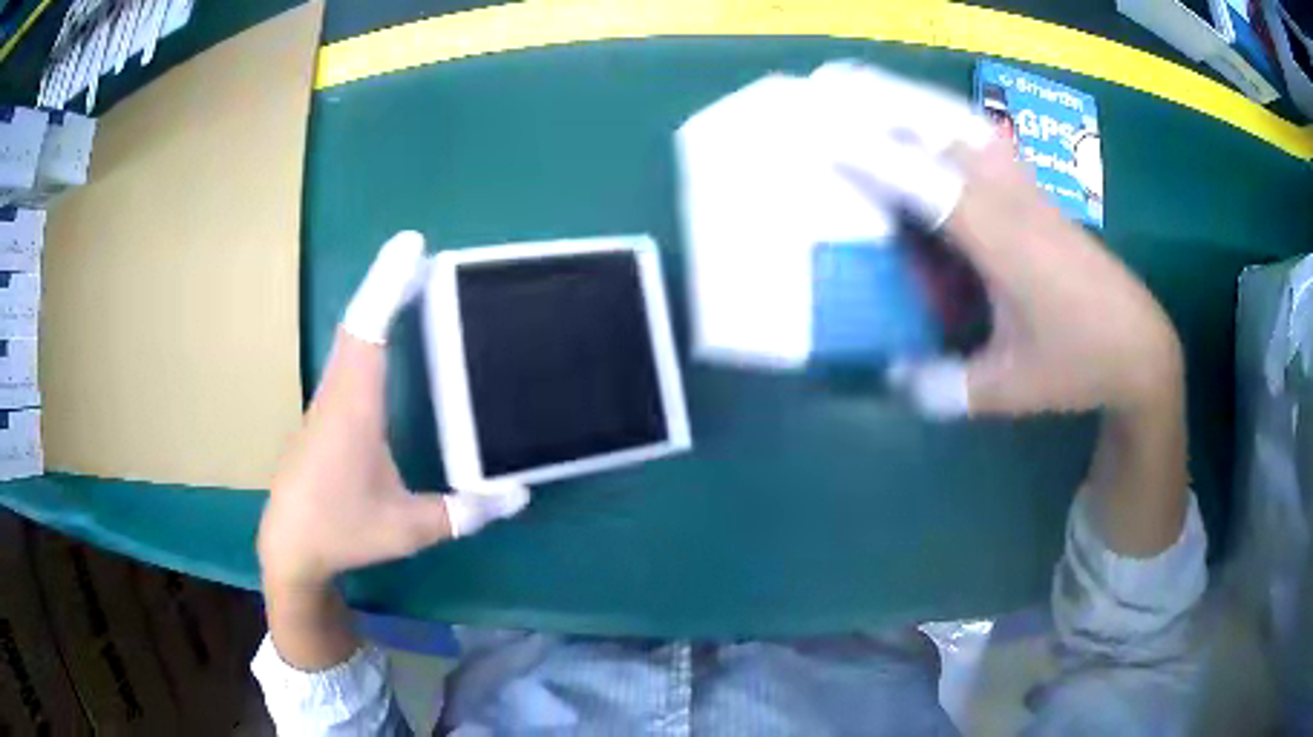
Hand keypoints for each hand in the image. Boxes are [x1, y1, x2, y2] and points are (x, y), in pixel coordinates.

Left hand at [258, 231, 529, 588]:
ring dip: (377, 305)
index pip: (369, 330)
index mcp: (355, 406)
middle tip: (424, 257)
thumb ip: (464, 511)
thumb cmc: (343, 530)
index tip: (412, 246)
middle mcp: (338, 391)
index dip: (389, 285)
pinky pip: (348, 357)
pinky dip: (369, 332)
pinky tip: (386, 340)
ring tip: (412, 286)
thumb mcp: (409, 528)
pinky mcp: (325, 414)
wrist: (289, 547)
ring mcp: (327, 401)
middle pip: (359, 320)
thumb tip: (518, 494)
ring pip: (351, 337)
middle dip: (389, 283)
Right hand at [812, 61, 1180, 417]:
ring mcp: (1027, 188)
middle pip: (943, 129)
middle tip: (827, 87)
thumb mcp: (1011, 390)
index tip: (819, 135)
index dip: (875, 158)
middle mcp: (1013, 200)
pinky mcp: (1035, 191)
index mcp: (1006, 244)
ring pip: (963, 122)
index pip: (930, 184)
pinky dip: (942, 118)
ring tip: (864, 90)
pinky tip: (924, 124)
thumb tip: (890, 374)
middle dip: (882, 104)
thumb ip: (946, 386)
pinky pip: (980, 137)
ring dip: (912, 101)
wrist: (1140, 344)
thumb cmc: (1080, 364)